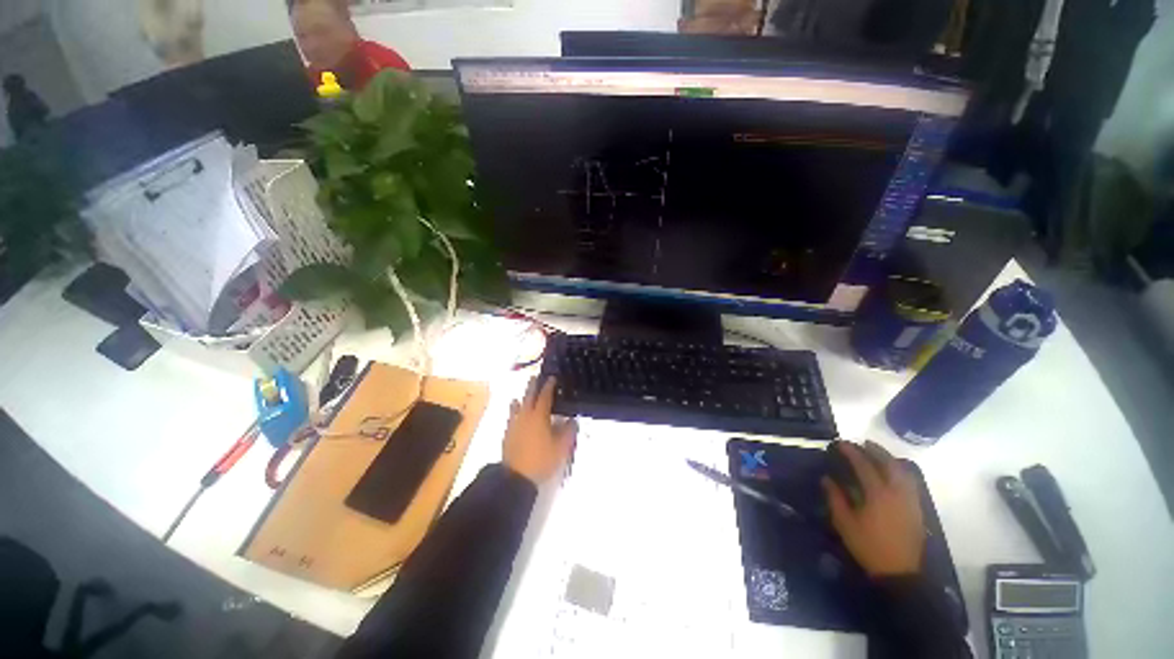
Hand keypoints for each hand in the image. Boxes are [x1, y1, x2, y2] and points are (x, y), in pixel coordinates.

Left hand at [503, 378, 577, 484]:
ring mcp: (514, 424)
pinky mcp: (507, 433)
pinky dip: (514, 410)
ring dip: (522, 397)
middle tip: (535, 377)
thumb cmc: (541, 459)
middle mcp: (525, 416)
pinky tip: (514, 412)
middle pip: (529, 396)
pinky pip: (511, 416)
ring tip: (523, 393)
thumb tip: (572, 419)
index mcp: (539, 416)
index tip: (552, 378)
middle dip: (533, 386)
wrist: (516, 476)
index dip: (549, 386)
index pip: (545, 396)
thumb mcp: (561, 447)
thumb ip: (568, 431)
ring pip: (518, 405)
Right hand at [822, 441, 924, 577]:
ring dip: (890, 459)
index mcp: (878, 494)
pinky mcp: (916, 509)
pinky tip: (893, 473)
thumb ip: (835, 498)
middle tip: (862, 443)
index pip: (864, 465)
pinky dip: (900, 471)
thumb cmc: (868, 546)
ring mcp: (910, 500)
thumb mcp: (845, 523)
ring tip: (878, 454)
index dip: (852, 452)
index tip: (841, 443)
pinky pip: (910, 482)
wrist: (899, 571)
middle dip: (875, 450)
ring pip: (903, 471)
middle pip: (889, 463)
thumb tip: (827, 479)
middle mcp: (897, 492)